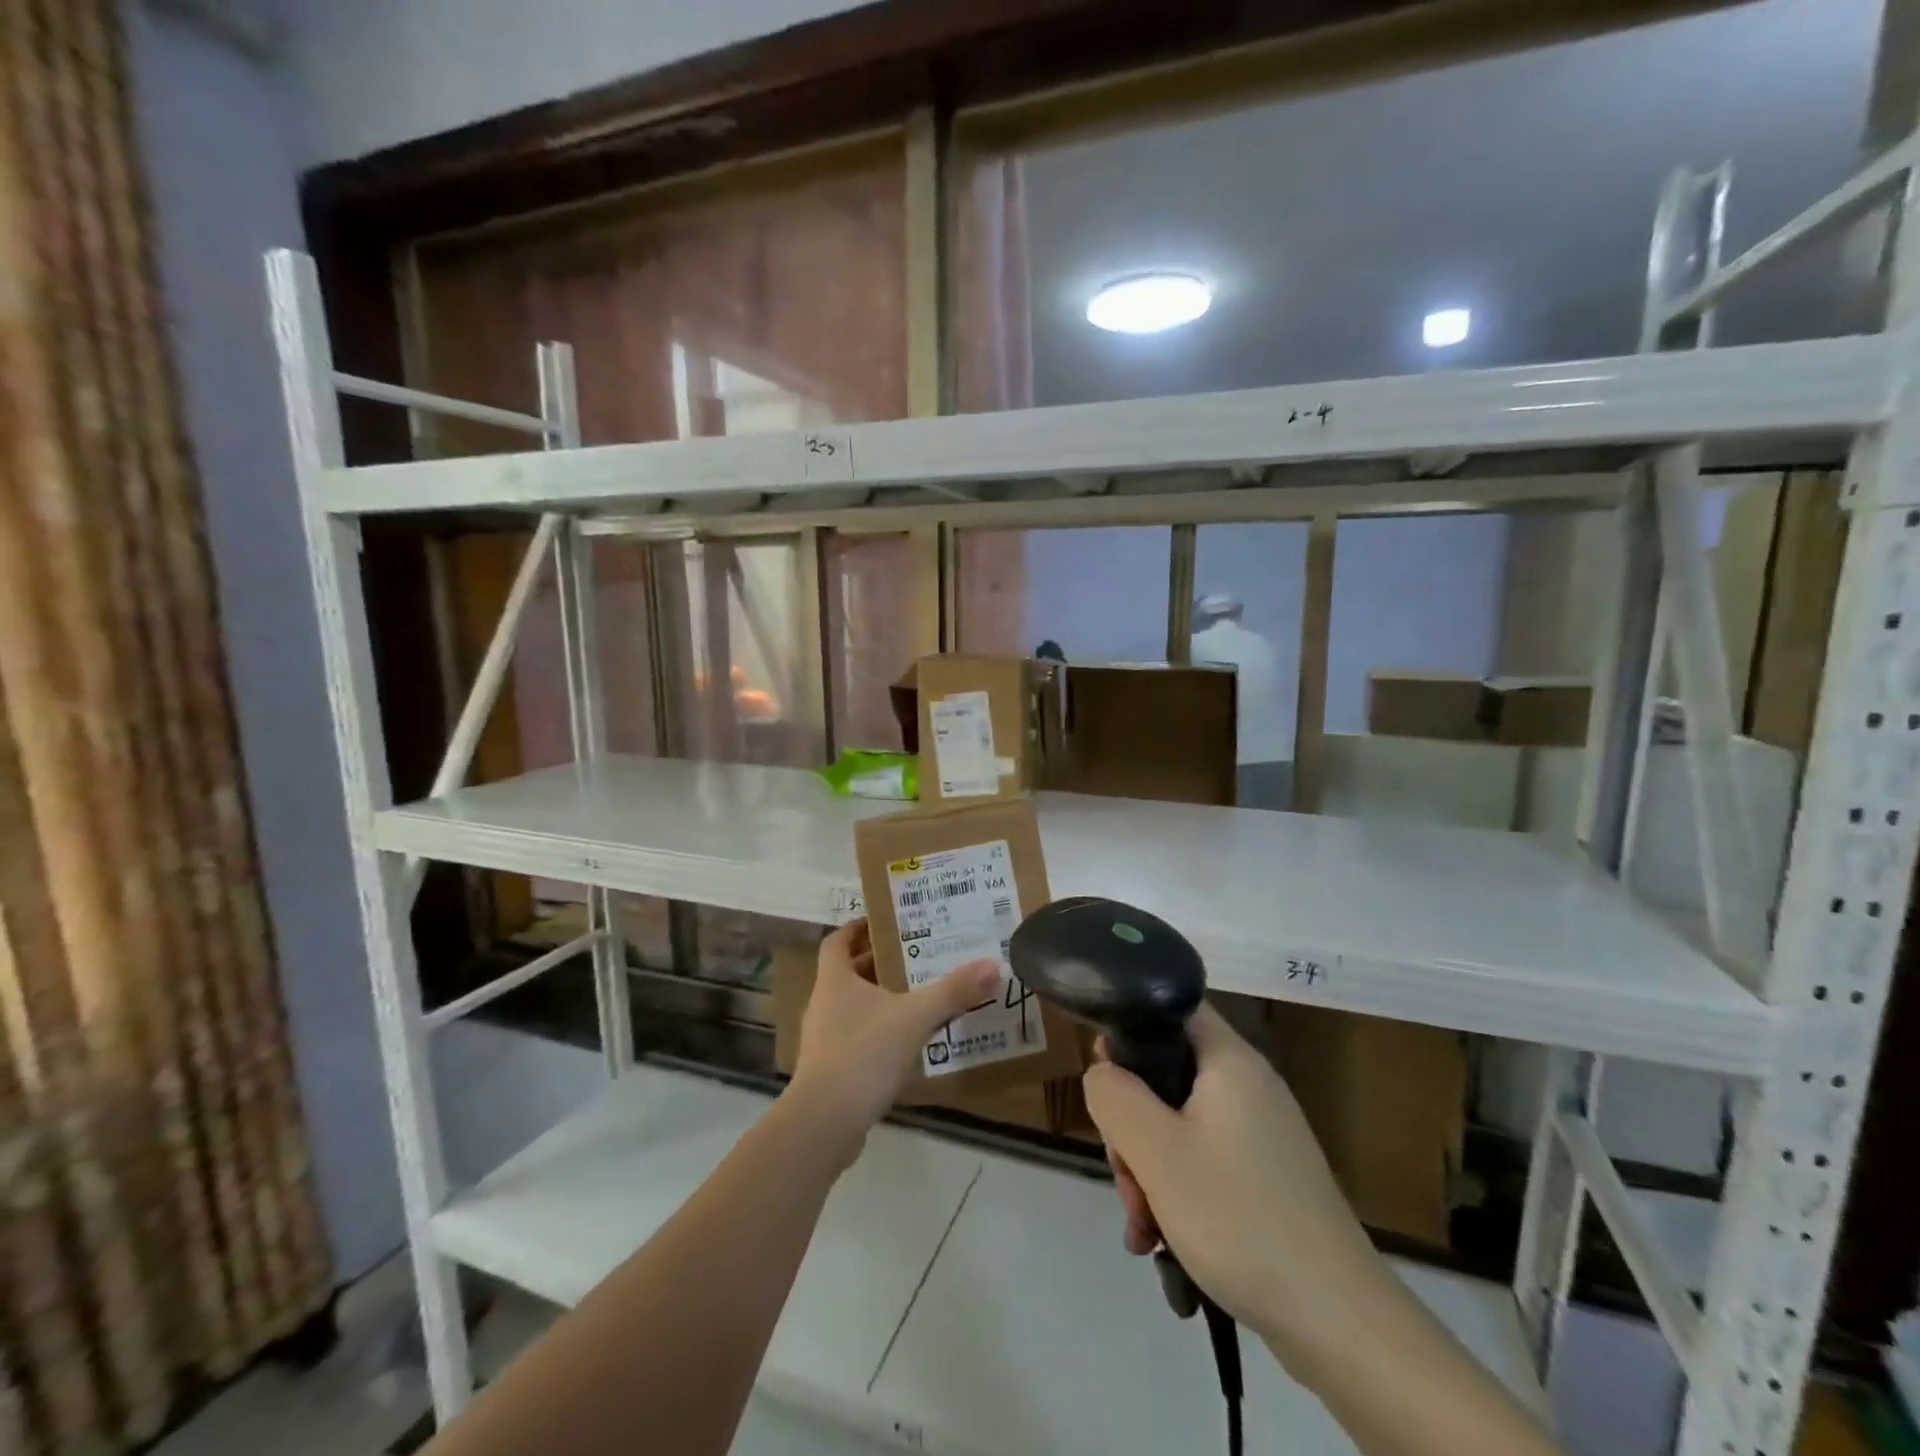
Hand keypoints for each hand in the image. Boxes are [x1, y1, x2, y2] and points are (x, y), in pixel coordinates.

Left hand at [788, 920, 998, 1162]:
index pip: (837, 941)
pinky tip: (908, 1043)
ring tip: (919, 996)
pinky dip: (879, 1033)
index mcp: (834, 980)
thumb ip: (952, 991)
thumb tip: (992, 965)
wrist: (824, 1124)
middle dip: (879, 963)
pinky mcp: (831, 1070)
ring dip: (881, 1000)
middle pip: (848, 973)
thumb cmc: (863, 1054)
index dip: (857, 928)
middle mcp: (824, 1004)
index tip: (884, 921)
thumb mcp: (914, 1017)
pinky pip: (857, 1038)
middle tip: (917, 956)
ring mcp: (824, 1039)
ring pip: (854, 1007)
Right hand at [1083, 1003, 1387, 1372]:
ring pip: (1179, 1127)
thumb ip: (1114, 1096)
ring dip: (1149, 1171)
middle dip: (1132, 1127)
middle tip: (1126, 1178)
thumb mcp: (1156, 1151)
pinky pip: (1204, 1164)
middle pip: (1168, 1076)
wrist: (1338, 1323)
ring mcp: (1261, 1135)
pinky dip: (1177, 1194)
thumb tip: (1103, 1073)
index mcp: (1230, 1061)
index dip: (1130, 1030)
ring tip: (1143, 1229)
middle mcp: (1249, 1087)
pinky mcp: (1266, 1179)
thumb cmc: (1239, 1217)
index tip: (1105, 1079)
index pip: (1172, 1008)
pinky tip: (1163, 1244)